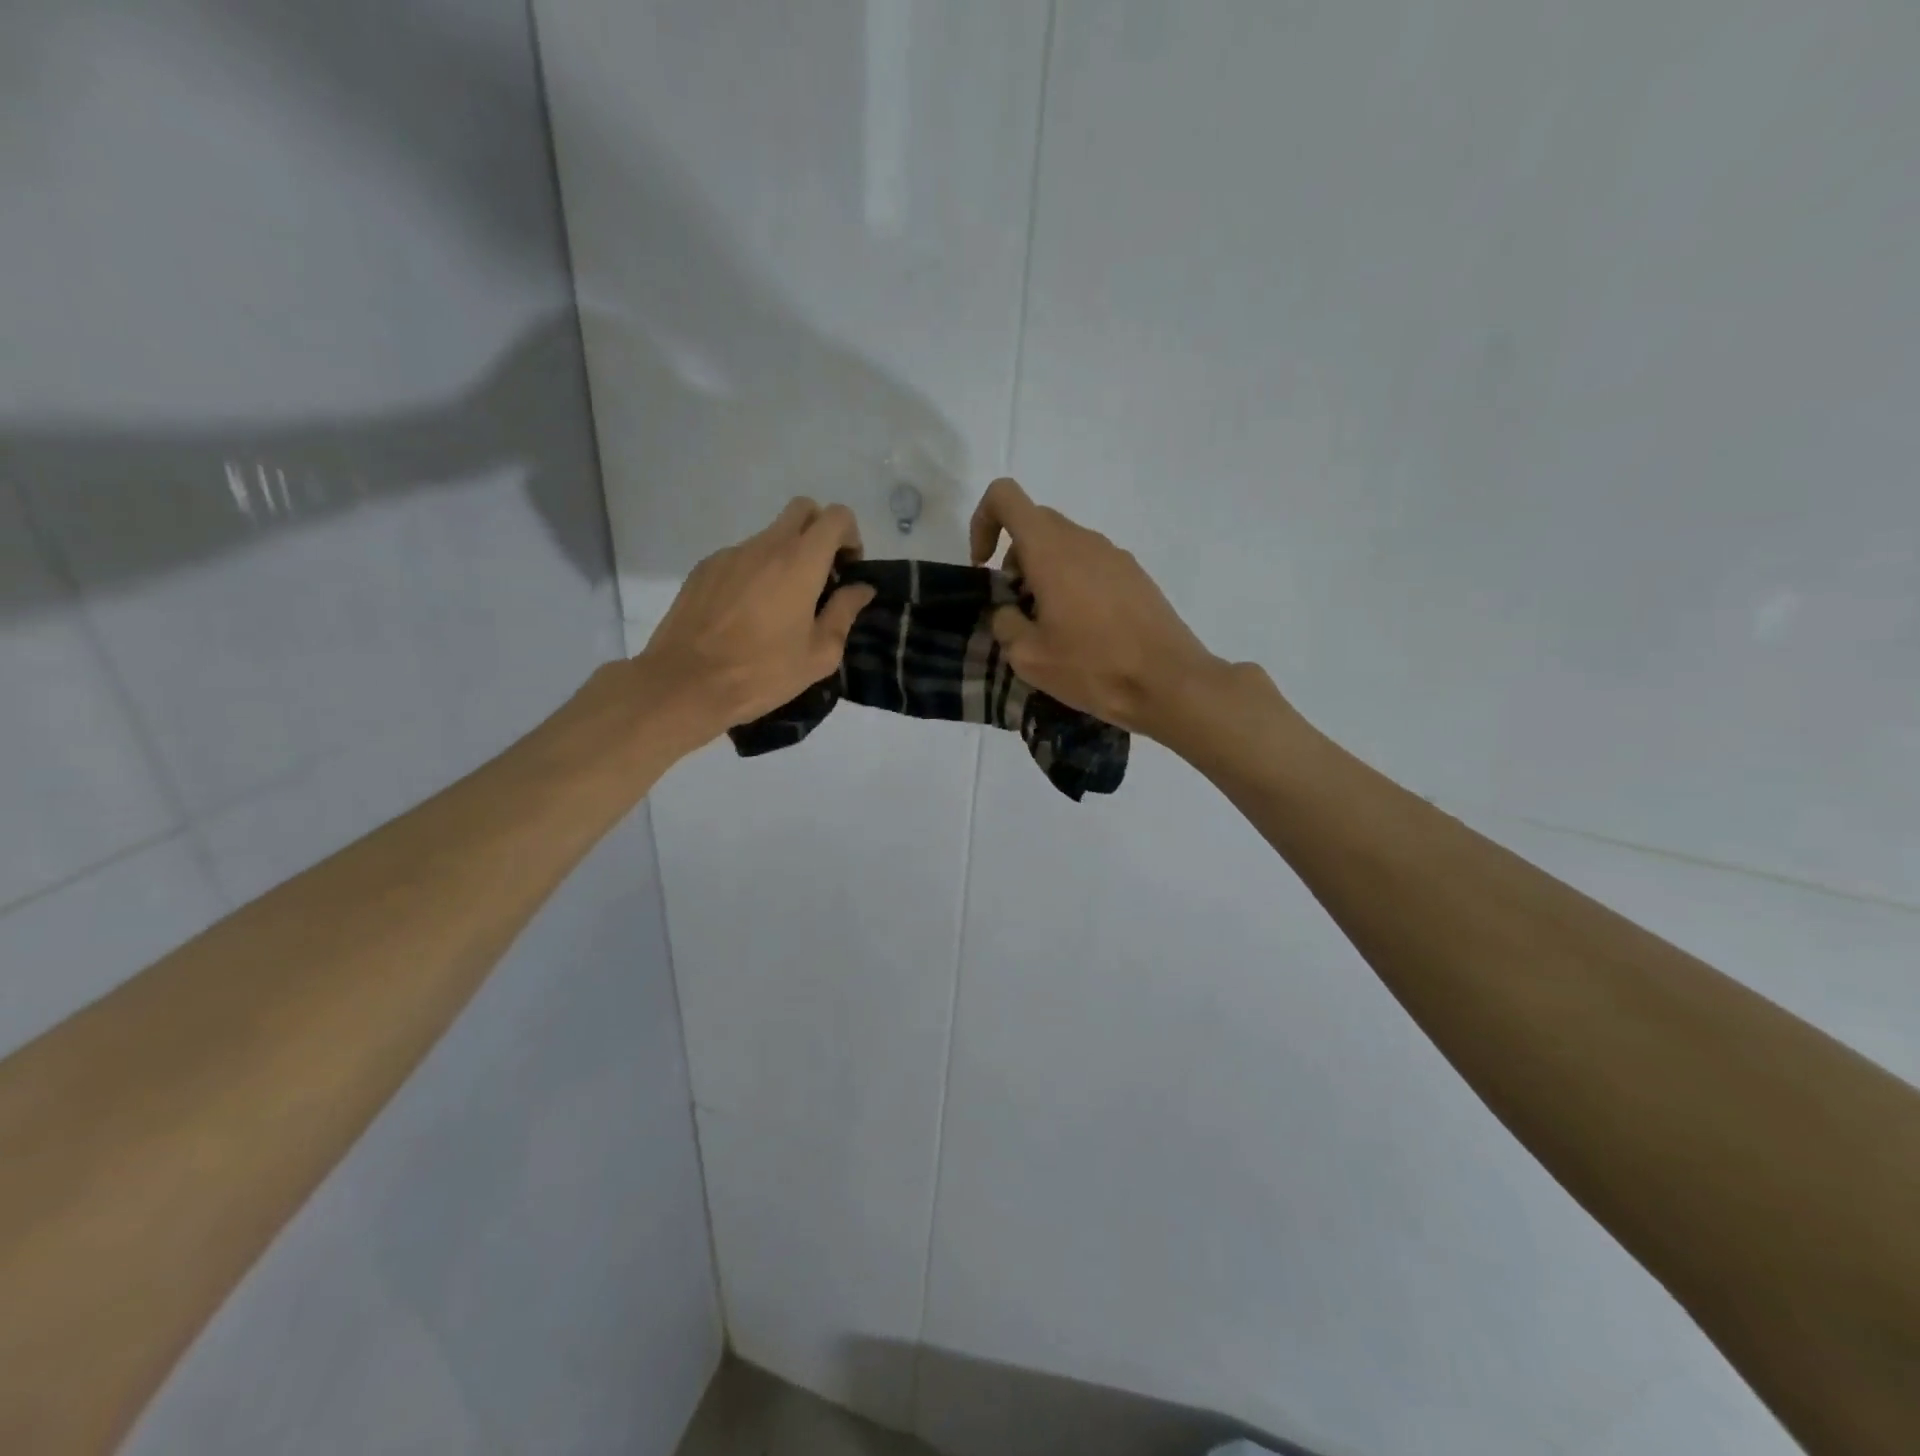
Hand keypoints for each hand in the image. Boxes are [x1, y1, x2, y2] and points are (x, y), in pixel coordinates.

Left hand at [638, 497, 875, 746]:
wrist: (685, 683)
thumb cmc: (762, 672)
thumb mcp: (819, 655)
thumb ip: (844, 613)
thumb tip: (861, 588)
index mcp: (800, 562)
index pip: (835, 516)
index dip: (849, 535)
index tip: (847, 569)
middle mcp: (764, 546)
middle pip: (802, 510)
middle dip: (820, 533)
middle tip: (821, 576)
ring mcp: (730, 554)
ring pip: (769, 536)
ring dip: (786, 558)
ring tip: (781, 608)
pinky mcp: (704, 569)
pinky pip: (741, 558)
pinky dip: (755, 573)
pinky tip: (747, 615)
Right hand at [969, 477, 1225, 739]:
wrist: (1169, 683)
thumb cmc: (1093, 667)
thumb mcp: (1029, 657)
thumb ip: (1005, 623)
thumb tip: (1009, 611)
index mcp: (1051, 550)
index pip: (1005, 497)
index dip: (983, 522)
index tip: (983, 567)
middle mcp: (1084, 540)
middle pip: (1035, 524)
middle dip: (1014, 559)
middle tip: (1017, 608)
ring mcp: (1115, 556)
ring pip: (1064, 546)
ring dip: (1044, 574)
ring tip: (1051, 627)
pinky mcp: (1136, 576)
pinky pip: (1091, 565)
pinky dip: (1073, 584)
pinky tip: (1083, 632)